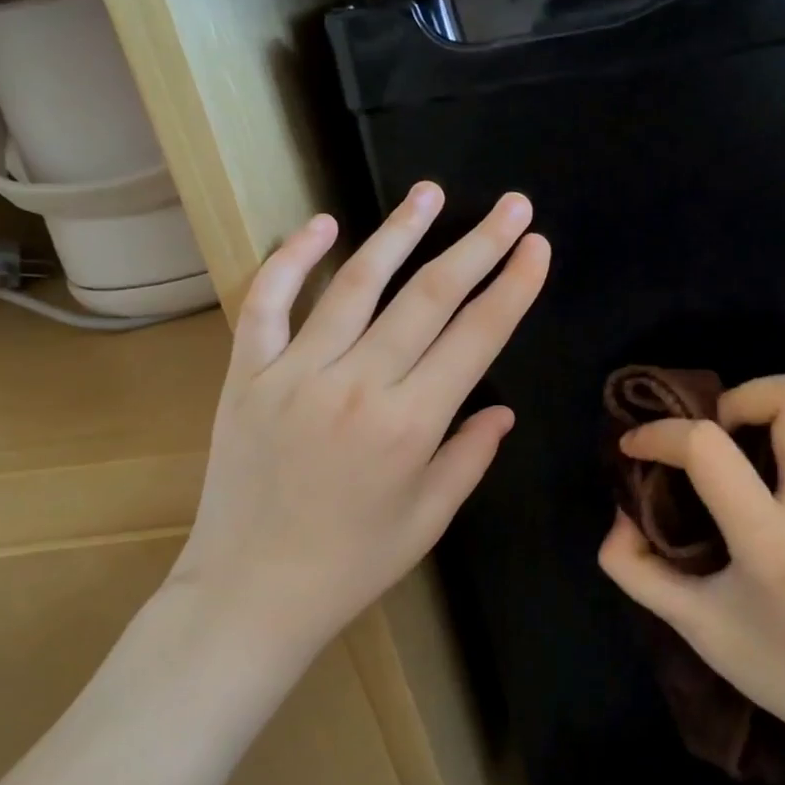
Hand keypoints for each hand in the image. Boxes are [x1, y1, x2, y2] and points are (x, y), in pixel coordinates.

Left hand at [168, 183, 549, 668]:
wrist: (251, 591)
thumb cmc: (352, 564)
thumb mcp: (429, 519)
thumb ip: (470, 455)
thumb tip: (503, 408)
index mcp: (411, 424)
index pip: (477, 337)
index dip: (513, 287)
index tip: (537, 246)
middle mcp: (357, 385)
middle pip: (428, 297)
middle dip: (478, 246)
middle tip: (512, 206)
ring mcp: (296, 373)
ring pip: (355, 285)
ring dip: (398, 233)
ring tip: (430, 193)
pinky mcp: (247, 374)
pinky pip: (267, 303)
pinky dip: (291, 259)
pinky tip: (321, 224)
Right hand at [597, 374, 784, 736]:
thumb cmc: (771, 660)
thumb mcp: (688, 623)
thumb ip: (634, 567)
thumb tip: (621, 512)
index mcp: (771, 543)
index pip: (709, 450)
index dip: (660, 435)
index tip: (635, 448)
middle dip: (735, 398)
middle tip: (709, 435)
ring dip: (769, 397)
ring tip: (739, 436)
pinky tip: (770, 451)